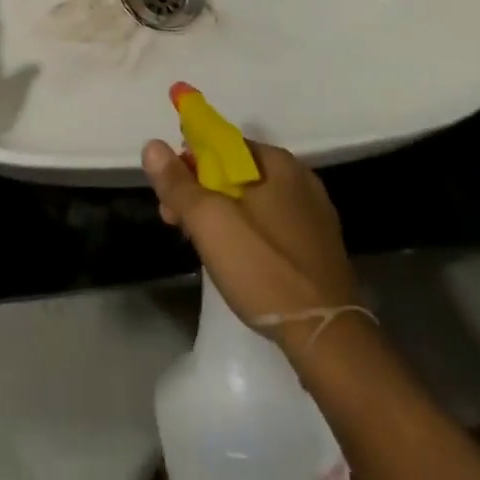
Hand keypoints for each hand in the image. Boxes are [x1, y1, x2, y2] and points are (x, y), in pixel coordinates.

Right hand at [143, 137, 360, 355]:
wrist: (327, 336)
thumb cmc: (263, 268)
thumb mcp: (209, 222)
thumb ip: (178, 183)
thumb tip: (152, 145)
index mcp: (275, 161)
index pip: (220, 143)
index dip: (187, 163)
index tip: (169, 196)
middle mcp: (298, 177)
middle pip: (234, 172)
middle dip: (200, 192)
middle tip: (178, 225)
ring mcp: (313, 212)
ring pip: (252, 199)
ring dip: (221, 213)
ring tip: (203, 246)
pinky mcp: (318, 244)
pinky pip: (271, 223)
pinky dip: (247, 231)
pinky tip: (237, 258)